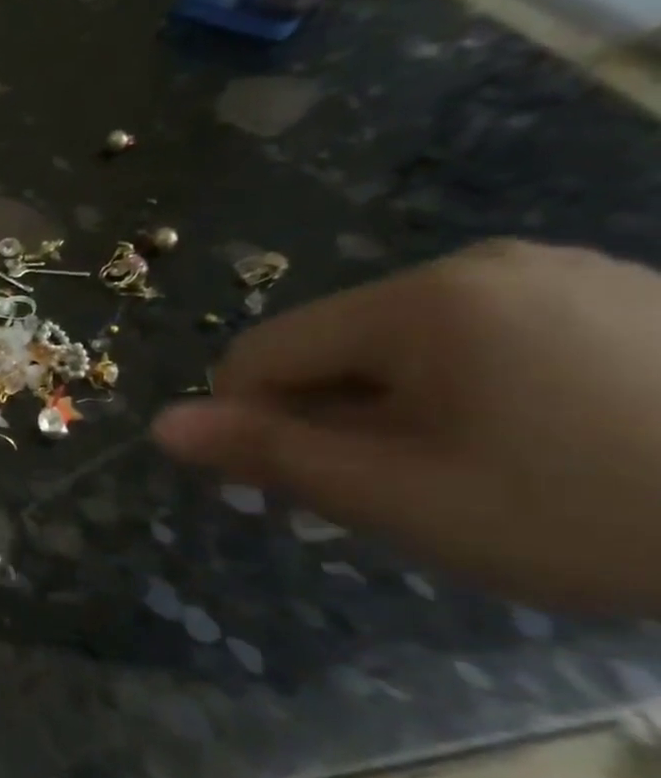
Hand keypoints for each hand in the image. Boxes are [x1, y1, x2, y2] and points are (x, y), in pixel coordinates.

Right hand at [153, 240, 660, 614]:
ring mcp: (556, 275)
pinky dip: (471, 395)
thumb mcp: (408, 499)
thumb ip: (271, 456)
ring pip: (405, 349)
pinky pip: (483, 342)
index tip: (304, 488)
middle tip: (404, 493)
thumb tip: (161, 427)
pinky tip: (545, 446)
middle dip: (335, 420)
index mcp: (417, 304)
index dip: (253, 423)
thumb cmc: (600, 510)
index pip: (260, 354)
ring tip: (480, 476)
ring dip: (400, 412)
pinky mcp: (617, 297)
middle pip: (333, 349)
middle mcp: (475, 268)